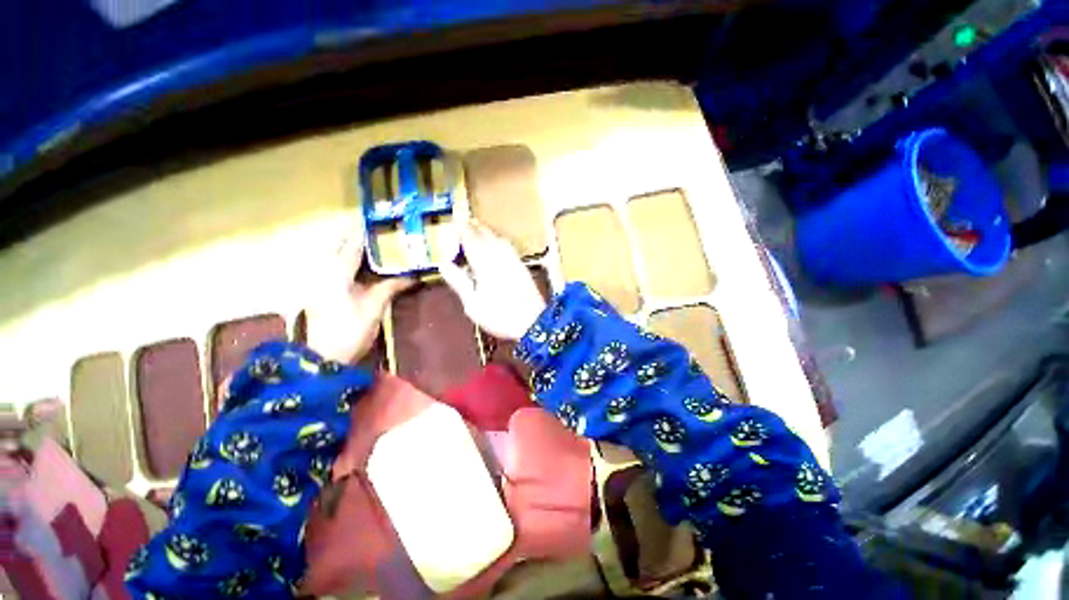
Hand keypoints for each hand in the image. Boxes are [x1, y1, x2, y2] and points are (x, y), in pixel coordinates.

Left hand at [303, 234, 414, 363]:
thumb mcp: (375, 306)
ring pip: (334, 253)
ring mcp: (318, 279)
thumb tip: (414, 275)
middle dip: (355, 234)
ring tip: (372, 242)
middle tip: (377, 229)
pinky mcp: (319, 289)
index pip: (353, 243)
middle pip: (339, 243)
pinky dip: (347, 259)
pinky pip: (333, 265)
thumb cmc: (351, 330)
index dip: (366, 231)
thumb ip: (392, 286)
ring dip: (351, 245)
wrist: (325, 357)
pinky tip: (362, 263)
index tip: (380, 220)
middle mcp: (323, 270)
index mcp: (337, 271)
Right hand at [440, 221, 546, 339]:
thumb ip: (459, 282)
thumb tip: (444, 264)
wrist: (533, 322)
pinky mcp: (521, 264)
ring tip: (475, 230)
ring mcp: (513, 259)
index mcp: (485, 263)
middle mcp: (499, 256)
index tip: (453, 223)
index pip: (471, 239)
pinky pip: (507, 245)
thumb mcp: (473, 304)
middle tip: (462, 224)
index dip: (461, 230)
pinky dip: (497, 239)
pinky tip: (495, 244)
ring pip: (497, 238)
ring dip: (485, 231)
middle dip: (473, 228)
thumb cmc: (500, 316)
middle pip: (485, 235)